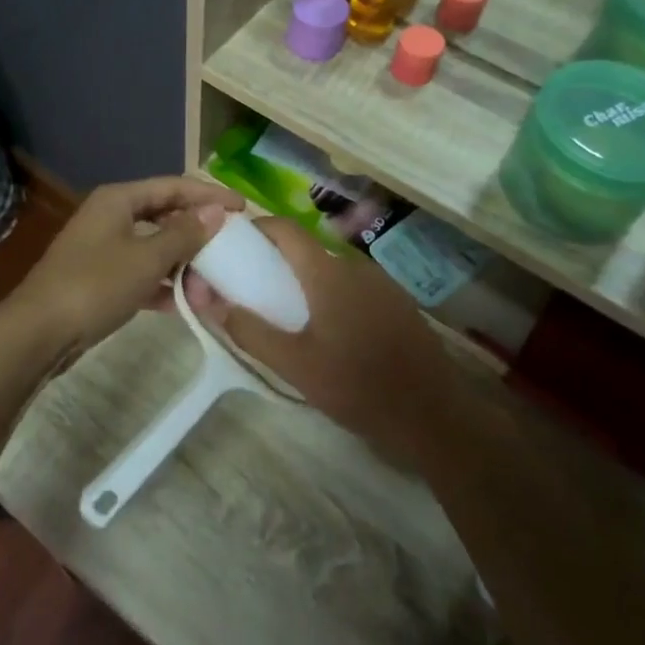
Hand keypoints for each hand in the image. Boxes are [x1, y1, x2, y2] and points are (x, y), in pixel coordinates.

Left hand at [9, 176, 242, 362]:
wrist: (39, 332)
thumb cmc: (96, 284)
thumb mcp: (147, 258)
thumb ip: (185, 234)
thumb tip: (217, 211)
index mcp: (119, 200)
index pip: (174, 187)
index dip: (210, 195)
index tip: (245, 209)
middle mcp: (110, 217)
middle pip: (164, 216)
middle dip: (197, 235)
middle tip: (231, 250)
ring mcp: (103, 249)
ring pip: (154, 248)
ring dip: (183, 265)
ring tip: (212, 284)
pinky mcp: (99, 279)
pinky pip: (140, 274)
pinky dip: (162, 285)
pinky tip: (184, 304)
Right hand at [183, 218, 459, 466]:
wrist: (433, 415)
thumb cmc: (357, 386)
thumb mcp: (294, 365)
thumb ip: (250, 331)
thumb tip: (211, 302)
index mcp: (327, 272)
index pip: (285, 229)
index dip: (258, 228)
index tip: (235, 245)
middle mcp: (355, 266)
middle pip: (308, 248)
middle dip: (278, 259)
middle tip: (255, 286)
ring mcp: (382, 283)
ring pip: (332, 268)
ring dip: (307, 279)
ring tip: (288, 311)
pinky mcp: (398, 302)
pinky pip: (355, 285)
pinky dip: (333, 293)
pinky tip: (330, 328)